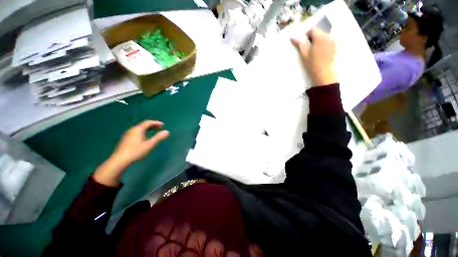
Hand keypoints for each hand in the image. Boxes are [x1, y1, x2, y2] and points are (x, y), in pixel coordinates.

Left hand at [93, 120, 169, 185]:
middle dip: (152, 125)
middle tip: (159, 127)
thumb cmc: (136, 151)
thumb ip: (158, 137)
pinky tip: (144, 137)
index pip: (148, 122)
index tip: (163, 125)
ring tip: (153, 131)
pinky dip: (143, 132)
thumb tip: (167, 132)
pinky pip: (136, 132)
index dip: (156, 123)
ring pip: (139, 128)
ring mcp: (128, 134)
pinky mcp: (126, 139)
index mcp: (138, 129)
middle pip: (143, 125)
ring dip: (147, 128)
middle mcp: (132, 130)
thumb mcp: (149, 145)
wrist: (120, 160)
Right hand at [291, 28, 336, 85]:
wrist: (323, 73)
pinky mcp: (335, 46)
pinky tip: (321, 53)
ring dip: (319, 40)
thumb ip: (299, 44)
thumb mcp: (303, 54)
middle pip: (319, 32)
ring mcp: (333, 41)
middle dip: (313, 38)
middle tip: (310, 49)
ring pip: (324, 36)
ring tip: (316, 51)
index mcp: (319, 37)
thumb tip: (292, 38)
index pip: (313, 30)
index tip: (305, 44)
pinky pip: (328, 40)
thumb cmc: (311, 64)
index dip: (307, 36)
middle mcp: (328, 36)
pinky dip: (324, 44)